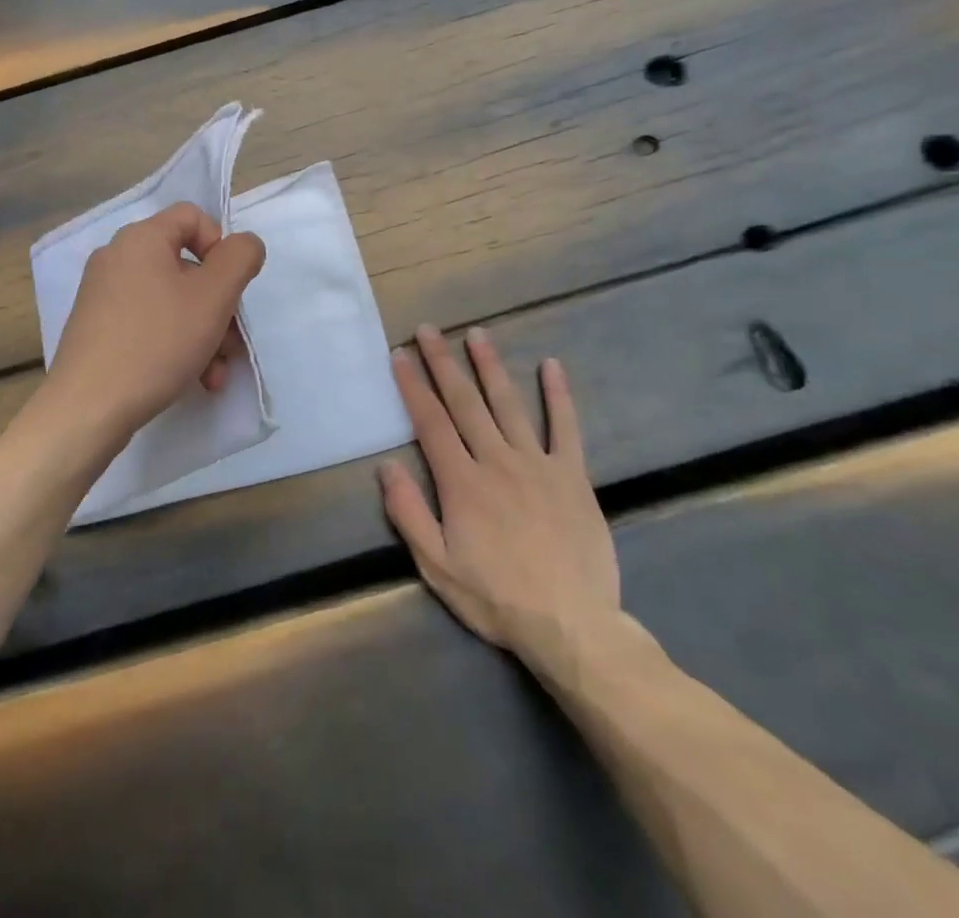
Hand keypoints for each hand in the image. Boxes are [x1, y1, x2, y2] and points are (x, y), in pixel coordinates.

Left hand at [42, 203, 265, 444]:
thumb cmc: (156, 343)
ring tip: (214, 374)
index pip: (193, 217)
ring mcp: (103, 295)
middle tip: (231, 344)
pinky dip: (175, 345)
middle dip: (218, 306)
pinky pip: (148, 323)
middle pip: (186, 266)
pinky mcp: (98, 328)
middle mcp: (117, 258)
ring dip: (203, 333)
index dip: (221, 246)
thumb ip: (240, 258)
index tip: (230, 288)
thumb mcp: (213, 297)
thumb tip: (244, 245)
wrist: (88, 408)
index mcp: (141, 238)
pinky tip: (193, 381)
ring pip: (171, 301)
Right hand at [379, 326, 624, 685]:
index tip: (400, 355)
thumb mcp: (437, 566)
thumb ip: (409, 513)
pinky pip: (564, 428)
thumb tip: (385, 465)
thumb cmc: (496, 598)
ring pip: (508, 404)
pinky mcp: (571, 476)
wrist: (572, 626)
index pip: (430, 422)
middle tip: (429, 330)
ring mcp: (537, 464)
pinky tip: (551, 365)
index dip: (412, 386)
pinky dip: (558, 395)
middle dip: (443, 363)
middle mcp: (496, 461)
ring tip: (477, 334)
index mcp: (461, 482)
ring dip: (490, 366)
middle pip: (464, 402)